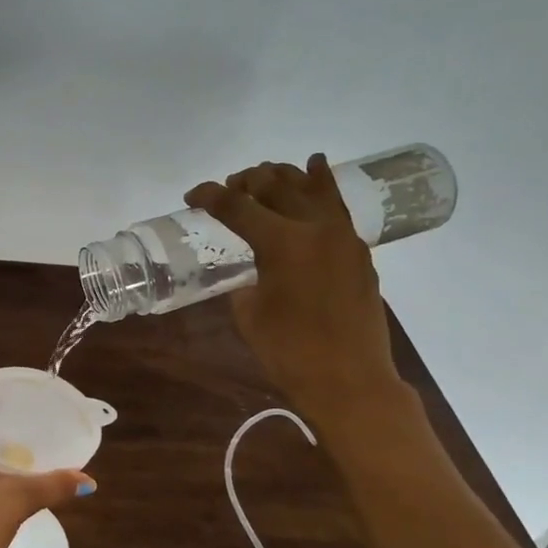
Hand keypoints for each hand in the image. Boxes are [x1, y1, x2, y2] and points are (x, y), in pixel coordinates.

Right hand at [184, 155, 402, 414]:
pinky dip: (321, 183)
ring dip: (282, 176)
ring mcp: (342, 236)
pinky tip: (314, 168)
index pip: (237, 206)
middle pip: (275, 186)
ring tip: (263, 177)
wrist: (349, 380)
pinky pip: (336, 204)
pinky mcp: (357, 250)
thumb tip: (248, 265)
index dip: (209, 196)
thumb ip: (244, 279)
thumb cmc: (289, 352)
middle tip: (227, 190)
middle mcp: (315, 227)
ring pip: (310, 186)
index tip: (191, 195)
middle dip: (246, 182)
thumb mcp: (248, 313)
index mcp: (282, 243)